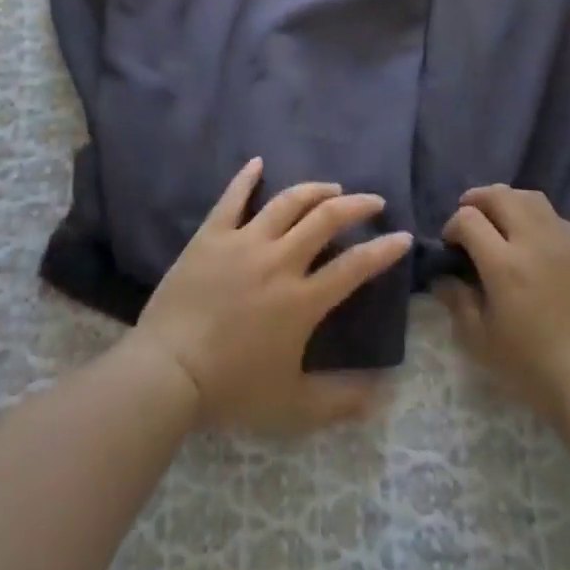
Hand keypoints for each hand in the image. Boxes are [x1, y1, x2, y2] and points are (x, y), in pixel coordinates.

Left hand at [128, 159, 411, 434]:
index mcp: (303, 300)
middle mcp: (280, 261)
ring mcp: (244, 243)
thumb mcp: (293, 407)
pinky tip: (258, 162)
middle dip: (356, 206)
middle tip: (372, 201)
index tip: (402, 236)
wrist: (167, 372)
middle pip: (326, 219)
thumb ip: (340, 401)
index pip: (355, 266)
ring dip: (314, 190)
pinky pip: (232, 198)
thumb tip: (383, 394)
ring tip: (332, 187)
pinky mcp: (211, 236)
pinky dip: (246, 177)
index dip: (384, 249)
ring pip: (287, 202)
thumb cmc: (231, 389)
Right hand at [439, 186, 569, 430]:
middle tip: (469, 217)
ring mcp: (566, 241)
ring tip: (500, 220)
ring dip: (508, 201)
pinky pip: (557, 217)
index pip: (468, 218)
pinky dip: (537, 217)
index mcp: (504, 264)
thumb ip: (457, 301)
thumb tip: (442, 277)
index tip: (451, 245)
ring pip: (531, 197)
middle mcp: (535, 241)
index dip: (452, 225)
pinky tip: (535, 242)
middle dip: (477, 200)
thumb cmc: (533, 366)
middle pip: (500, 196)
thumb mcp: (481, 341)